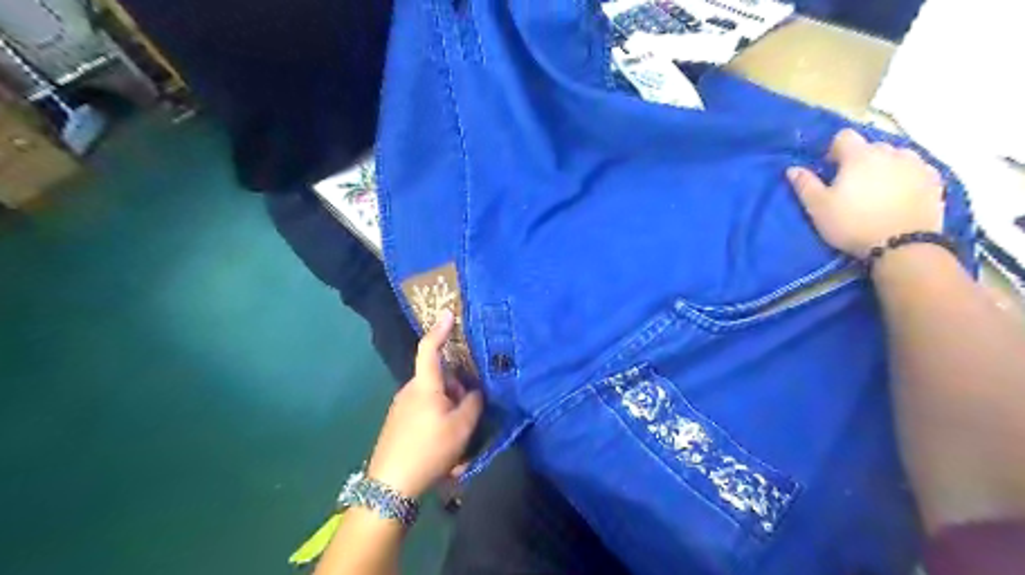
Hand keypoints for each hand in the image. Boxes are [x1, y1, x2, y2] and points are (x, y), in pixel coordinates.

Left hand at [364, 310, 484, 497]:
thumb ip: (473, 403)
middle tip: (469, 413)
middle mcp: (409, 390)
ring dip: (448, 408)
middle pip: (439, 378)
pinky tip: (443, 446)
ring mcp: (401, 407)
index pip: (430, 348)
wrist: (390, 486)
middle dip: (457, 388)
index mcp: (424, 385)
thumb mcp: (462, 427)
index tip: (448, 313)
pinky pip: (424, 411)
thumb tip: (474, 393)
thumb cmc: (429, 449)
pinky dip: (438, 420)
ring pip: (433, 397)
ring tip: (457, 439)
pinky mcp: (397, 423)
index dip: (440, 329)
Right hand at [786, 131, 947, 256]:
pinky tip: (899, 196)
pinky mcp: (935, 180)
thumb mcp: (818, 208)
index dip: (834, 150)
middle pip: (871, 146)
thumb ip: (805, 185)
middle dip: (860, 160)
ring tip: (878, 190)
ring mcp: (917, 164)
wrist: (902, 245)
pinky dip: (906, 177)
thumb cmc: (852, 223)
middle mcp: (891, 151)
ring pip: (896, 156)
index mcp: (860, 155)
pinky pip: (916, 170)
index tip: (830, 170)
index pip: (844, 136)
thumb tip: (792, 168)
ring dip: (885, 166)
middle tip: (852, 185)